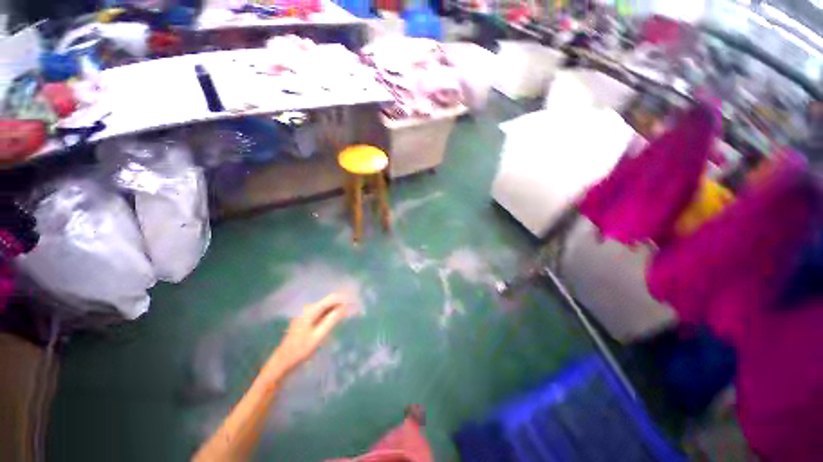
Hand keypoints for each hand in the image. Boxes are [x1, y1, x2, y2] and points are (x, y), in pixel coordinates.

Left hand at [267, 294, 347, 375]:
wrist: (281, 364)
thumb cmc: (299, 351)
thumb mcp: (317, 337)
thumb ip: (331, 320)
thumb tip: (344, 307)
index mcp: (310, 311)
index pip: (331, 299)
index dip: (343, 298)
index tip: (355, 301)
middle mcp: (308, 309)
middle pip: (328, 302)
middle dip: (341, 303)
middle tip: (354, 308)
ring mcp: (306, 315)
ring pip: (325, 307)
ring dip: (336, 309)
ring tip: (348, 313)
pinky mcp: (305, 321)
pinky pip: (321, 313)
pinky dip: (330, 314)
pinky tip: (337, 319)